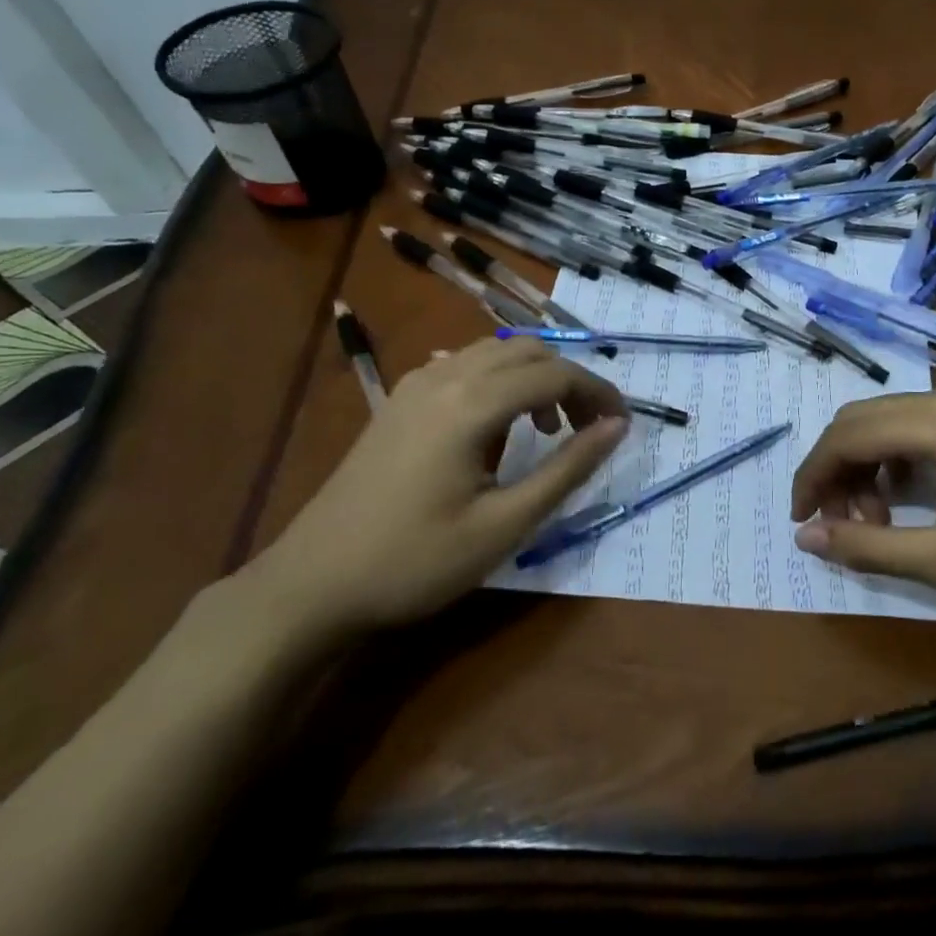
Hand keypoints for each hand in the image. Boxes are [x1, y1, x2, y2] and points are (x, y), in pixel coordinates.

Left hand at [241, 337, 626, 644]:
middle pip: (528, 351)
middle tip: (587, 429)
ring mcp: (415, 385)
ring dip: (534, 378)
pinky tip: (497, 427)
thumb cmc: (415, 562)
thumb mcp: (505, 524)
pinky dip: (499, 381)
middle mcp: (443, 377)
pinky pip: (464, 366)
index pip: (555, 374)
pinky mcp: (398, 401)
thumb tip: (617, 427)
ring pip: (495, 352)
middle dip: (569, 381)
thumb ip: (567, 468)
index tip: (622, 426)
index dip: (598, 393)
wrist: (312, 585)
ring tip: (546, 430)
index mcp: (471, 403)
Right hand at [790, 384, 935, 607]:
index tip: (800, 521)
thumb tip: (806, 538)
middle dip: (835, 471)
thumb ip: (872, 548)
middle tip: (834, 526)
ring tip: (874, 522)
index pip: (847, 436)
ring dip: (864, 467)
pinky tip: (905, 500)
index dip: (813, 477)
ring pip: (885, 422)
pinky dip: (893, 462)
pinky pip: (913, 428)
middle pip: (860, 420)